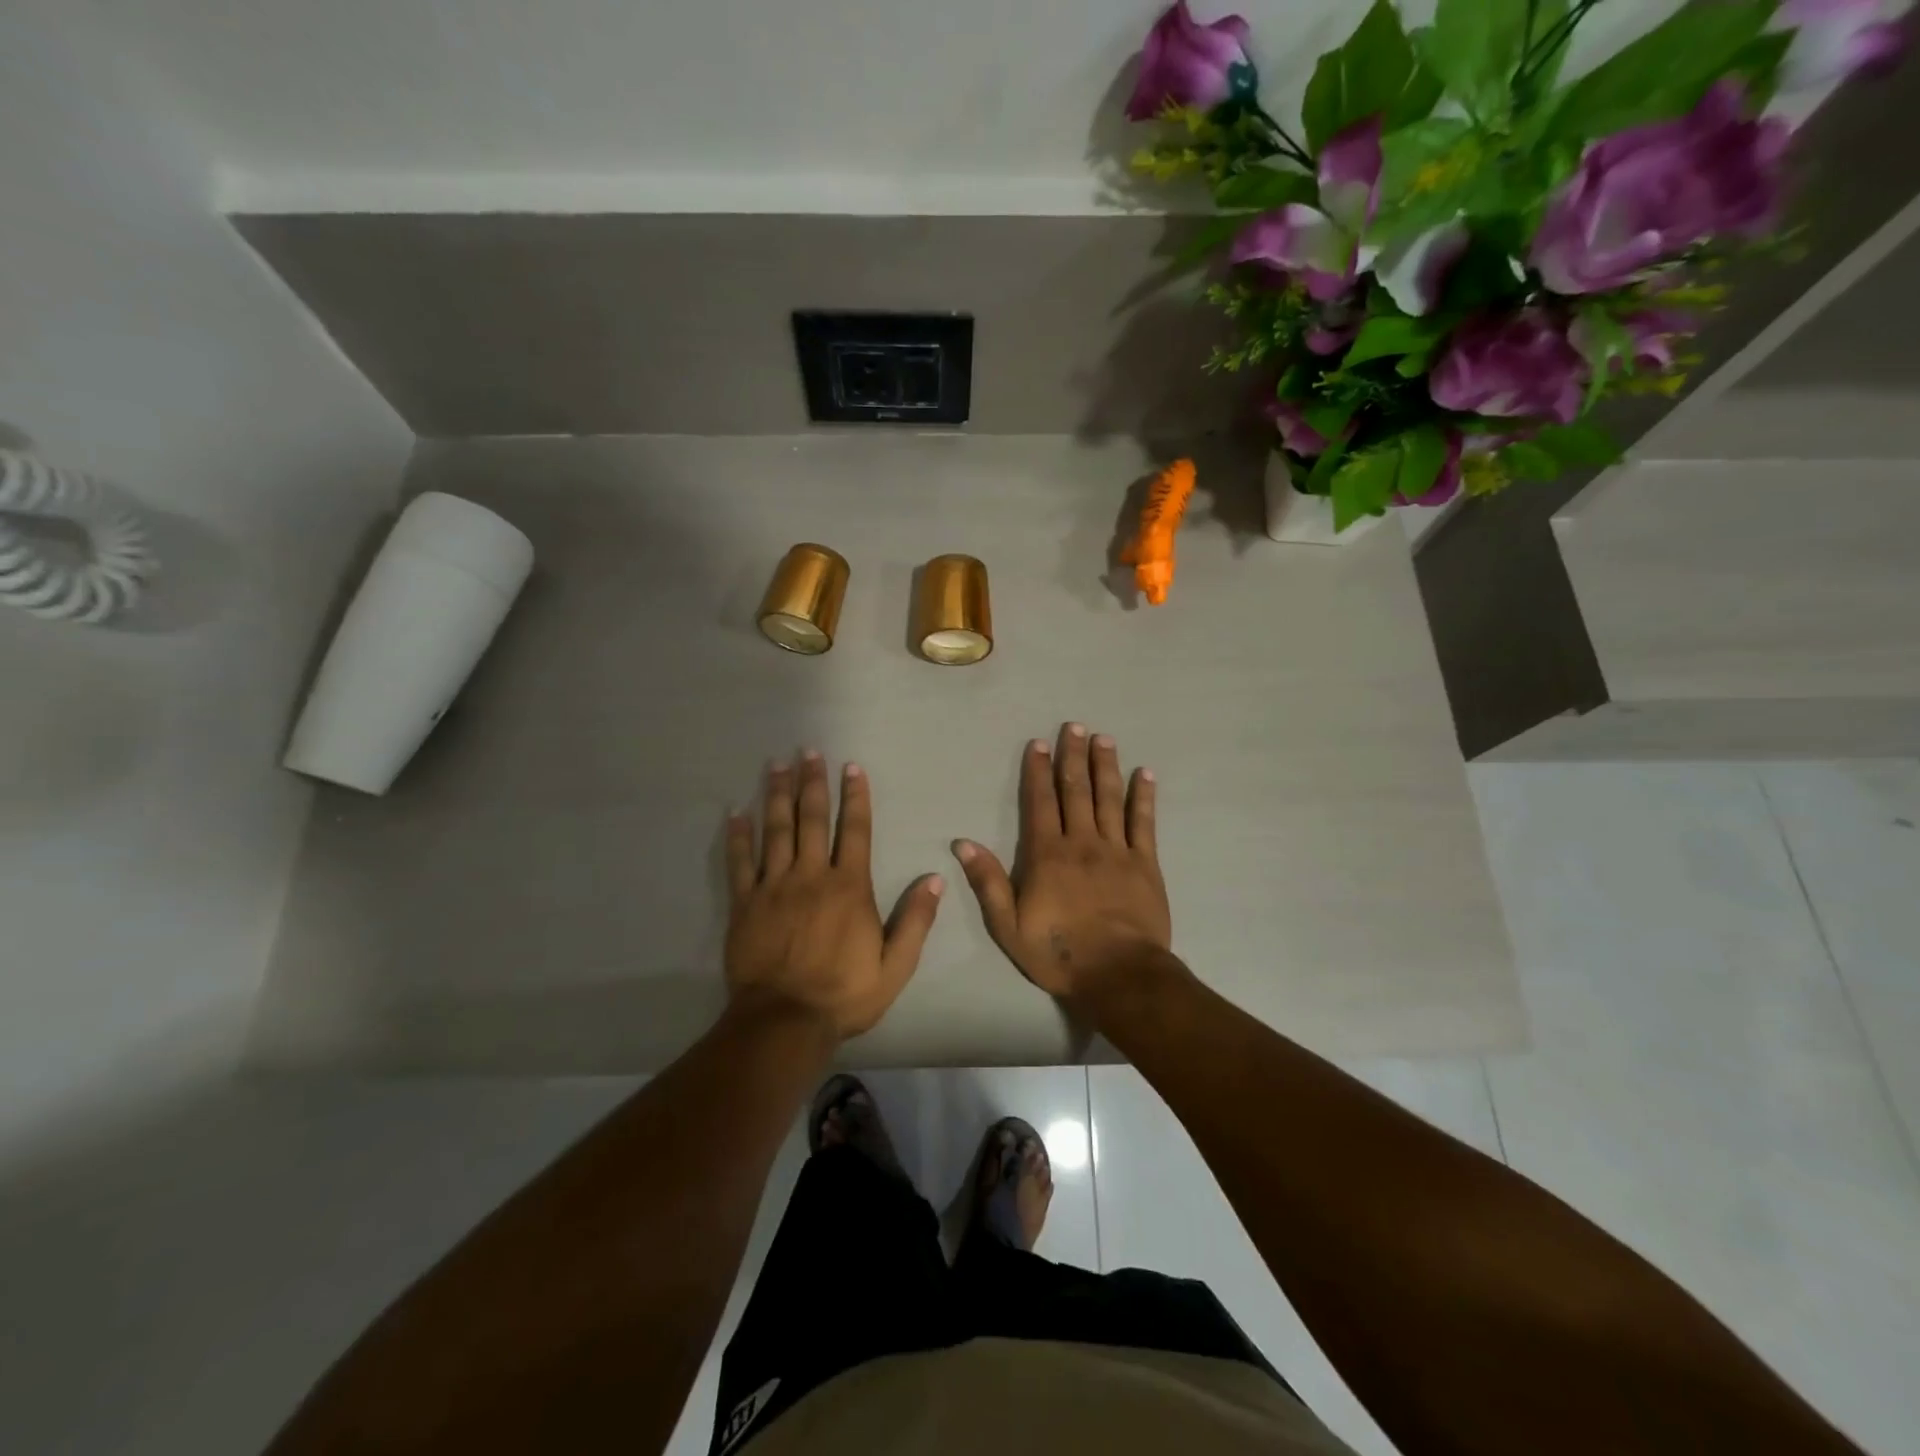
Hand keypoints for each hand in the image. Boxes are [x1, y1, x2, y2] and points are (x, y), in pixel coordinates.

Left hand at [725, 753, 942, 1039]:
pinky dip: (738, 836)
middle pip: (812, 819)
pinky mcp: (745, 904)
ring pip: (776, 830)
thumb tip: (935, 879)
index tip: (851, 767)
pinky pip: (740, 862)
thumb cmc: (844, 994)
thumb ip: (915, 920)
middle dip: (812, 783)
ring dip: (777, 795)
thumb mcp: (895, 965)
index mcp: (849, 887)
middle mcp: (811, 876)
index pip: (855, 831)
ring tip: (776, 765)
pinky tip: (736, 812)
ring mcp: (774, 887)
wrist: (784, 1022)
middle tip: (808, 751)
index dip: (855, 797)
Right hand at [951, 723, 1172, 1004]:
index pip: (1040, 803)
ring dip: (1105, 766)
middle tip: (1074, 726)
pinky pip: (1144, 823)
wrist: (1119, 975)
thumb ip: (988, 882)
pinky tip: (1144, 773)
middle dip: (1073, 756)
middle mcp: (1082, 842)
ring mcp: (1117, 850)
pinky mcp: (1145, 864)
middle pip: (1076, 791)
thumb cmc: (1059, 953)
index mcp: (1047, 855)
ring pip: (1109, 798)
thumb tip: (963, 843)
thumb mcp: (1008, 926)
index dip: (1038, 771)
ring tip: (1104, 738)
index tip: (1038, 744)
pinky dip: (1144, 796)